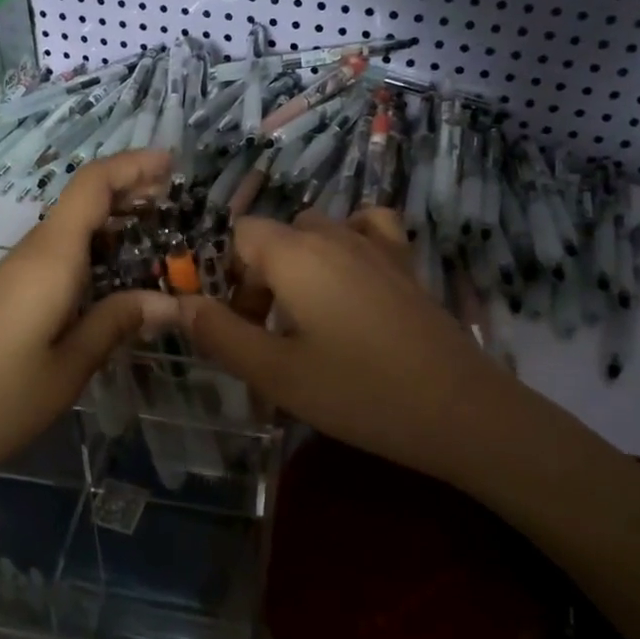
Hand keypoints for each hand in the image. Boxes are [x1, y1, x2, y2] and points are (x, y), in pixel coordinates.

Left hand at [0, 152, 181, 544]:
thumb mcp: (68, 368)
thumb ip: (116, 324)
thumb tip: (172, 302)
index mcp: (50, 258)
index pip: (92, 186)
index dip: (132, 165)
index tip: (173, 162)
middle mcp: (32, 254)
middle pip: (83, 202)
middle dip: (131, 193)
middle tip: (180, 206)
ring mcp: (15, 276)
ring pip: (72, 234)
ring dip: (115, 229)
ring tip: (163, 244)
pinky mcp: (7, 298)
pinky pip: (58, 261)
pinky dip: (95, 258)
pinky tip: (118, 285)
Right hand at [177, 209, 518, 478]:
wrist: (458, 409)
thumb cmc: (357, 391)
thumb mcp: (275, 373)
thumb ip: (220, 335)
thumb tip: (180, 305)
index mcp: (295, 253)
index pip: (241, 235)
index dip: (227, 276)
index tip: (237, 326)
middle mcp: (334, 235)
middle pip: (277, 237)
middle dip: (259, 279)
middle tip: (266, 337)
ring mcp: (376, 245)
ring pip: (318, 234)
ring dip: (299, 266)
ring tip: (304, 316)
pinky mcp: (406, 263)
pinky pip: (368, 229)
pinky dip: (350, 242)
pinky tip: (351, 279)